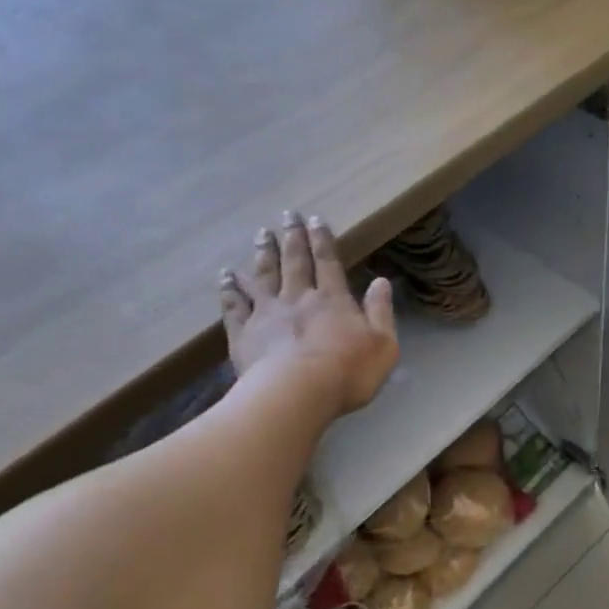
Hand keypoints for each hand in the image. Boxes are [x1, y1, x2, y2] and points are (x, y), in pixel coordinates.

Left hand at [219, 211, 397, 418]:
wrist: (297, 393)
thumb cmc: (348, 372)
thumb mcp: (383, 345)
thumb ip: (381, 312)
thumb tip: (381, 282)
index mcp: (333, 300)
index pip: (328, 262)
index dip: (322, 239)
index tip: (315, 219)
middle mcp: (298, 298)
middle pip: (294, 262)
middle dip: (292, 238)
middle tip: (287, 216)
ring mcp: (267, 314)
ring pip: (263, 276)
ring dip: (262, 254)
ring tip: (261, 235)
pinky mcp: (244, 334)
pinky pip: (234, 306)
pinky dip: (229, 290)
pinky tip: (225, 277)